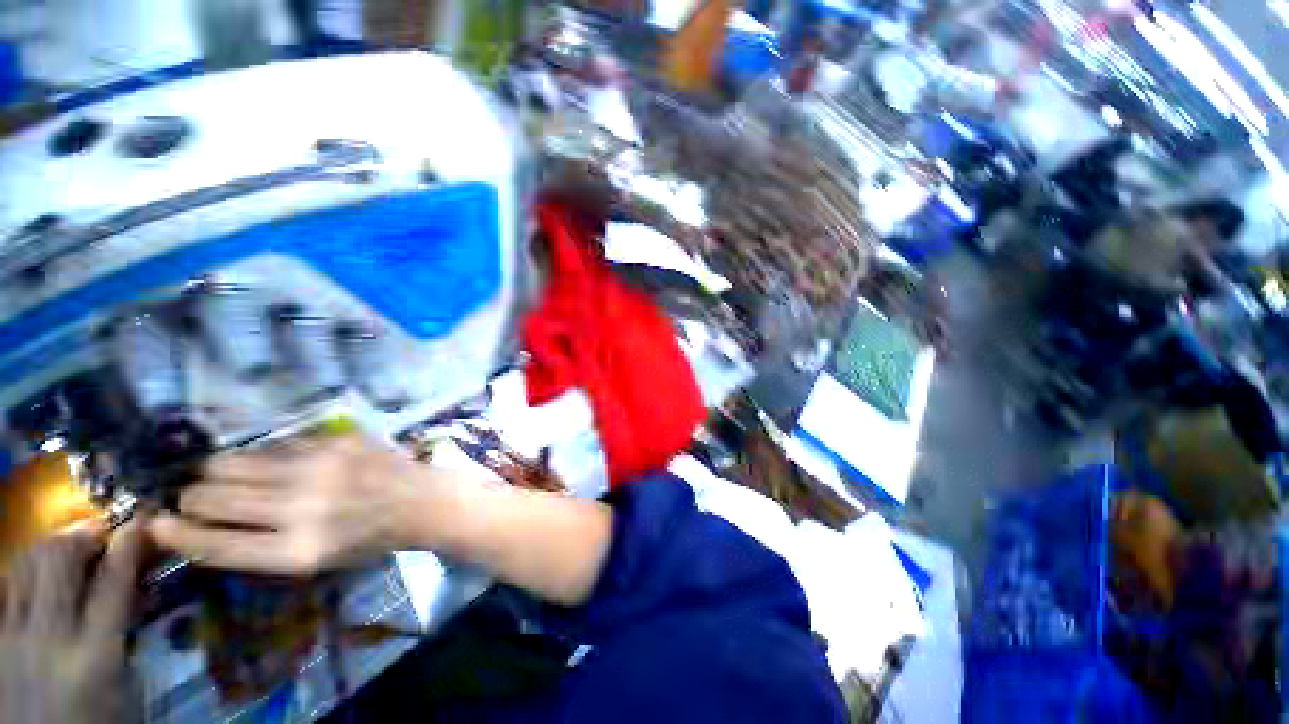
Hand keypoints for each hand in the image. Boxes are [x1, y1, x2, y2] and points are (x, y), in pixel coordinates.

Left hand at [0, 521, 145, 723]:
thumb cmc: (97, 719)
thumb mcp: (120, 684)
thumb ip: (125, 634)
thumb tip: (141, 587)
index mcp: (94, 655)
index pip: (114, 581)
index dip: (129, 544)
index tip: (141, 521)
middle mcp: (50, 636)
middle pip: (58, 558)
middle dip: (82, 536)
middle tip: (100, 534)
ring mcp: (12, 636)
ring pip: (26, 562)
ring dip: (52, 548)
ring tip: (69, 550)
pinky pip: (5, 586)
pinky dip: (23, 571)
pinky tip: (36, 577)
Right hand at [151, 434, 451, 574]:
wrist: (420, 500)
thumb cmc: (367, 539)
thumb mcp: (314, 563)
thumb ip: (259, 547)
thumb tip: (202, 526)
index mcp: (296, 551)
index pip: (213, 544)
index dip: (175, 534)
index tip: (155, 524)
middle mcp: (301, 508)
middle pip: (211, 497)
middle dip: (191, 499)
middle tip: (193, 498)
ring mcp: (318, 468)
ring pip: (232, 463)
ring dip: (214, 472)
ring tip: (217, 477)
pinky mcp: (334, 441)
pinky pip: (273, 445)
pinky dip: (257, 457)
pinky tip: (263, 462)